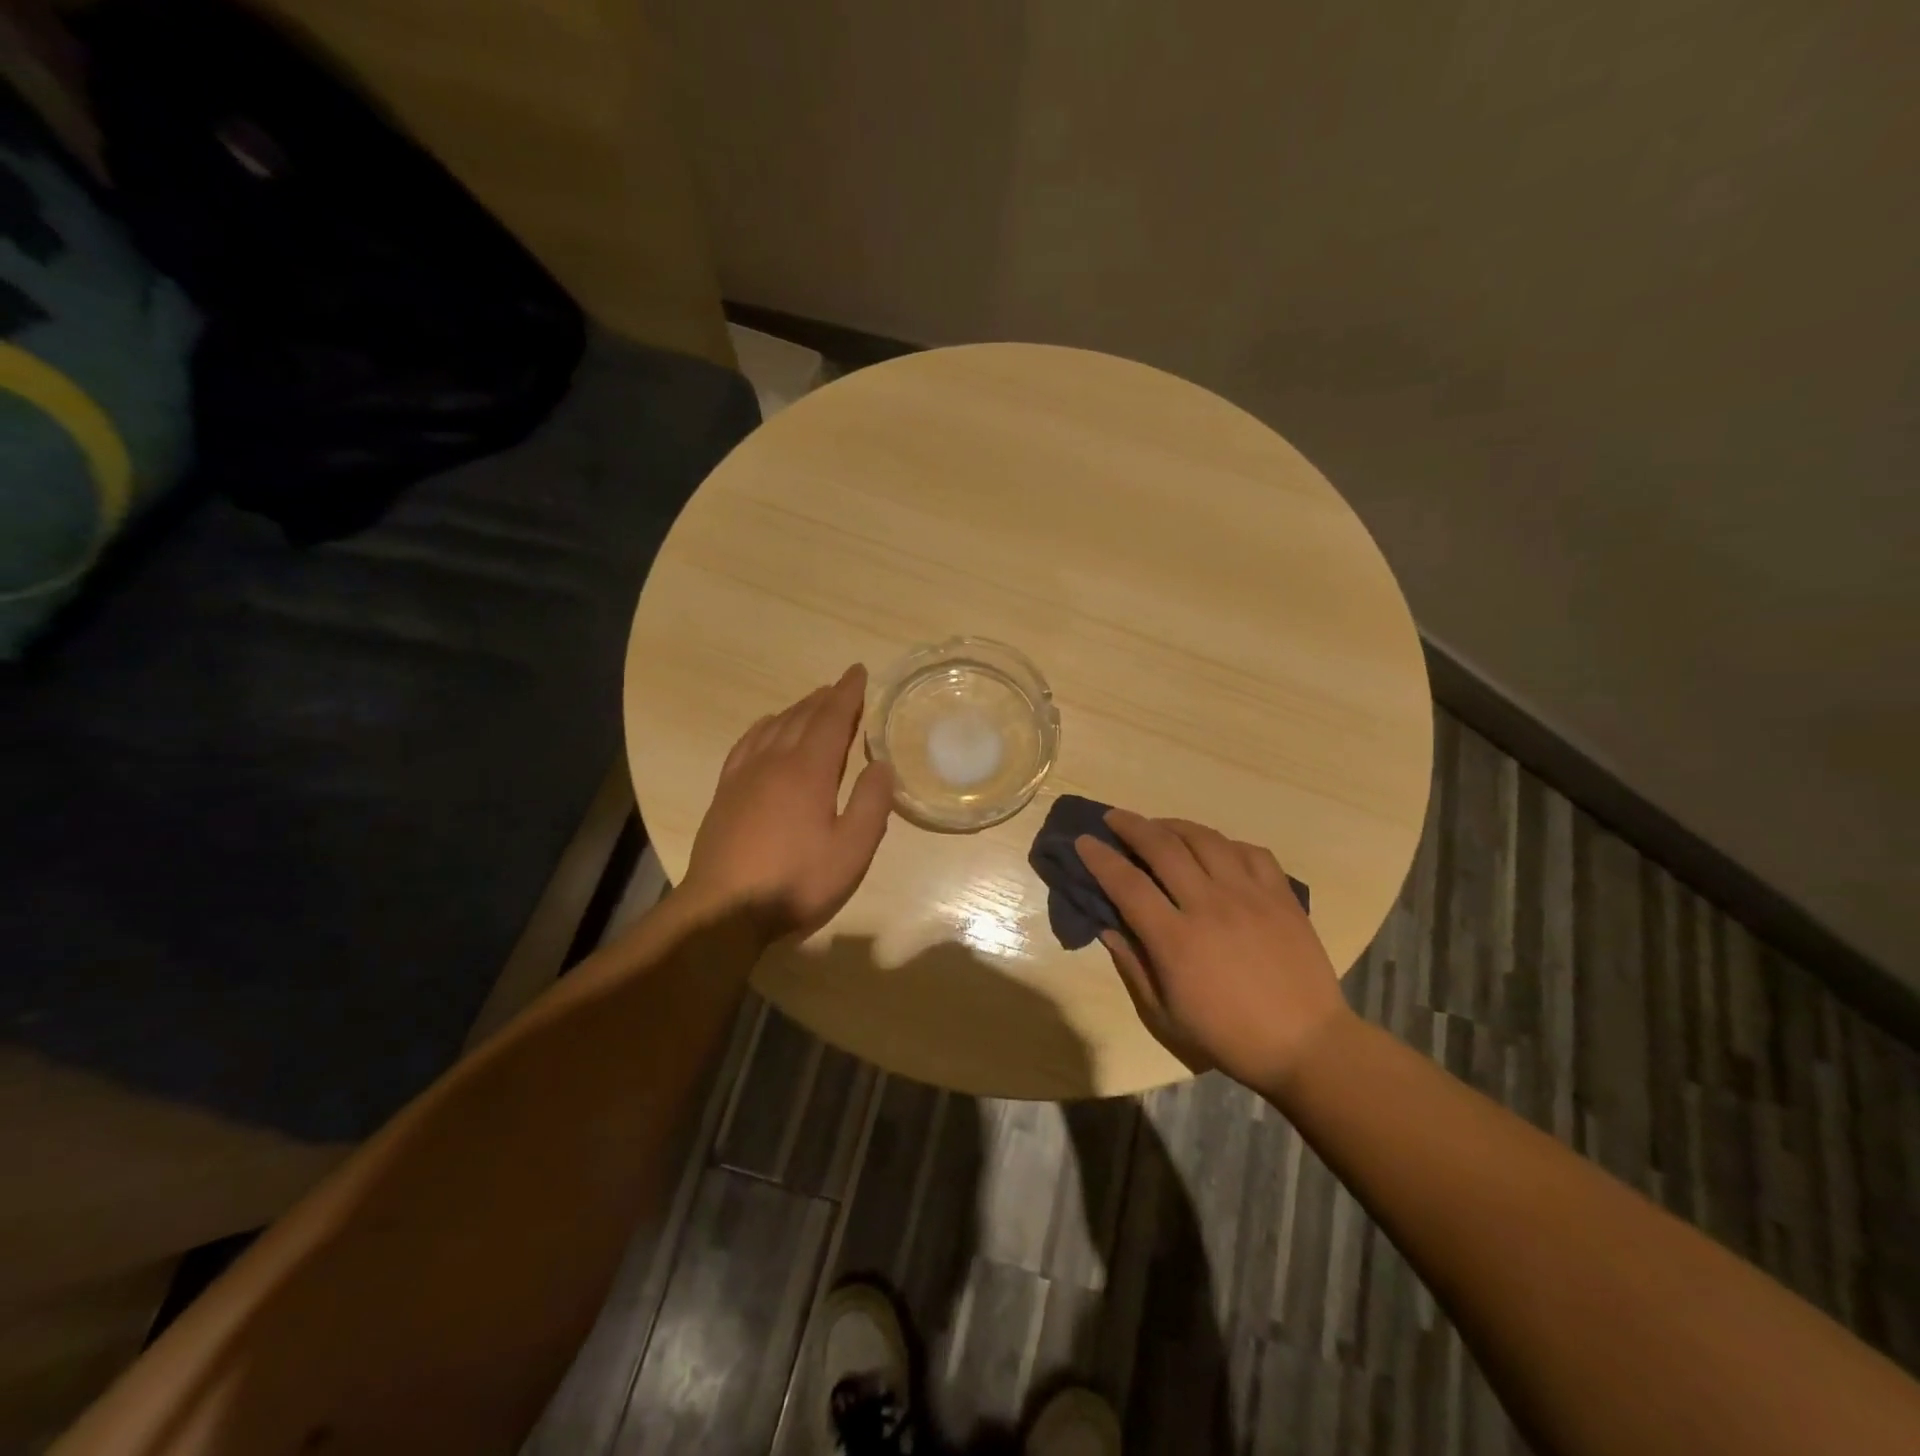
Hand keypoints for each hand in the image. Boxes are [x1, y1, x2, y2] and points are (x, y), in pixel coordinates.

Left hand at [680, 665, 894, 938]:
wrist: (724, 910)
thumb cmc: (796, 882)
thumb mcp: (851, 850)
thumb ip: (871, 804)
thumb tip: (881, 764)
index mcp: (809, 771)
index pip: (832, 718)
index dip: (848, 693)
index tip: (858, 671)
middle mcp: (775, 761)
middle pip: (802, 717)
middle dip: (825, 698)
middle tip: (842, 687)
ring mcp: (745, 775)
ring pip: (774, 726)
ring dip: (797, 709)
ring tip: (813, 702)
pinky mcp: (726, 792)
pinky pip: (747, 744)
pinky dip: (763, 727)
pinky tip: (768, 728)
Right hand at [1076, 811, 1350, 1090]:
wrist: (1307, 1045)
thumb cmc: (1228, 1037)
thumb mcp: (1165, 1016)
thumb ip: (1133, 966)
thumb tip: (1108, 927)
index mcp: (1176, 939)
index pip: (1127, 883)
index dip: (1100, 858)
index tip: (1084, 841)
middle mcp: (1209, 905)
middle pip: (1163, 847)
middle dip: (1131, 826)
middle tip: (1114, 817)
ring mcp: (1249, 895)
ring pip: (1205, 839)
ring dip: (1174, 825)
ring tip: (1159, 826)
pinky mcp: (1281, 895)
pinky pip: (1249, 851)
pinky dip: (1224, 842)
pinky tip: (1214, 848)